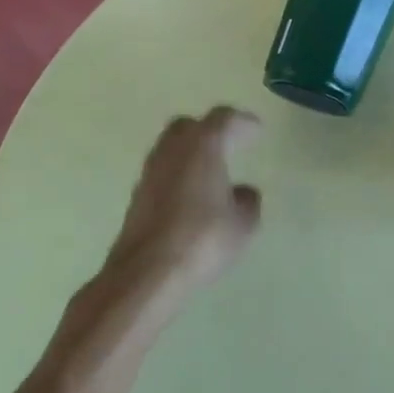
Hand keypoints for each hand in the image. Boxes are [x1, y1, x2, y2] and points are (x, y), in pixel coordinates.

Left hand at [58, 107, 262, 369]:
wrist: (146, 273)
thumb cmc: (203, 239)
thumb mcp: (243, 222)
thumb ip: (247, 200)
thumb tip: (242, 192)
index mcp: (203, 146)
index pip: (223, 119)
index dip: (242, 122)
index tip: (256, 130)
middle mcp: (173, 151)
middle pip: (189, 126)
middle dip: (209, 130)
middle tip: (230, 142)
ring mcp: (150, 173)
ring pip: (171, 149)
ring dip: (191, 153)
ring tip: (211, 169)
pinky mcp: (137, 198)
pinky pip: (163, 173)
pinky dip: (178, 174)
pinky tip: (192, 194)